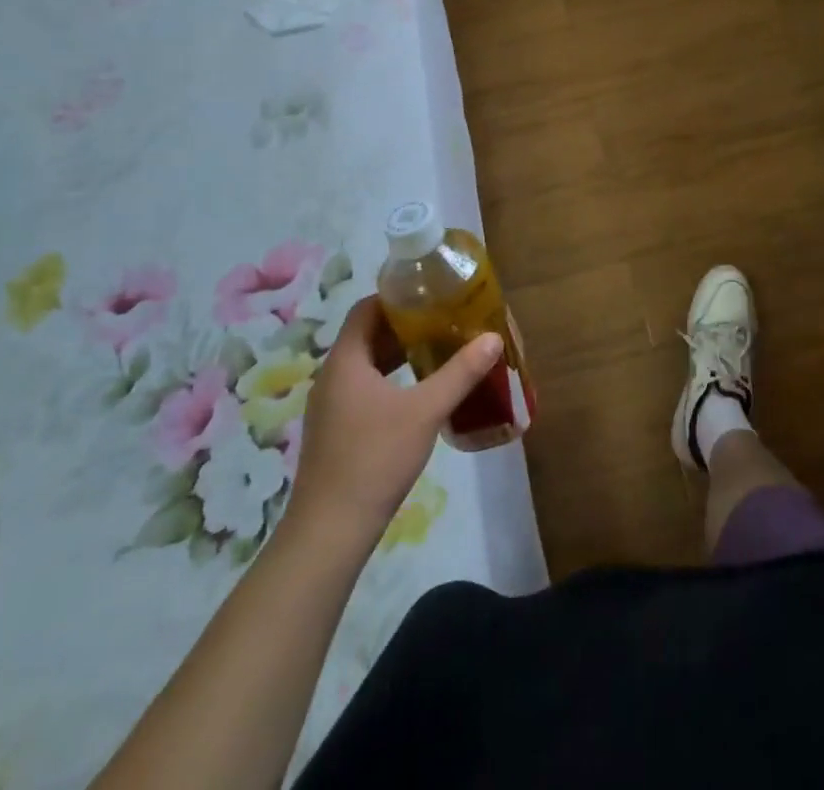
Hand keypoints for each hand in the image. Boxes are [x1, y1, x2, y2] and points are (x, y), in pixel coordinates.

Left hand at [284, 296, 501, 544]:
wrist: (330, 531)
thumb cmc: (375, 458)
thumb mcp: (425, 410)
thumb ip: (460, 373)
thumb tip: (493, 338)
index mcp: (345, 361)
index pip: (366, 309)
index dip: (396, 296)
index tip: (430, 292)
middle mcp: (332, 377)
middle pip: (367, 335)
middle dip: (405, 325)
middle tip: (444, 319)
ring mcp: (330, 406)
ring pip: (366, 364)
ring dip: (398, 354)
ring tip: (438, 350)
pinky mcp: (335, 431)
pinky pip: (363, 388)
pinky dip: (391, 380)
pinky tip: (419, 392)